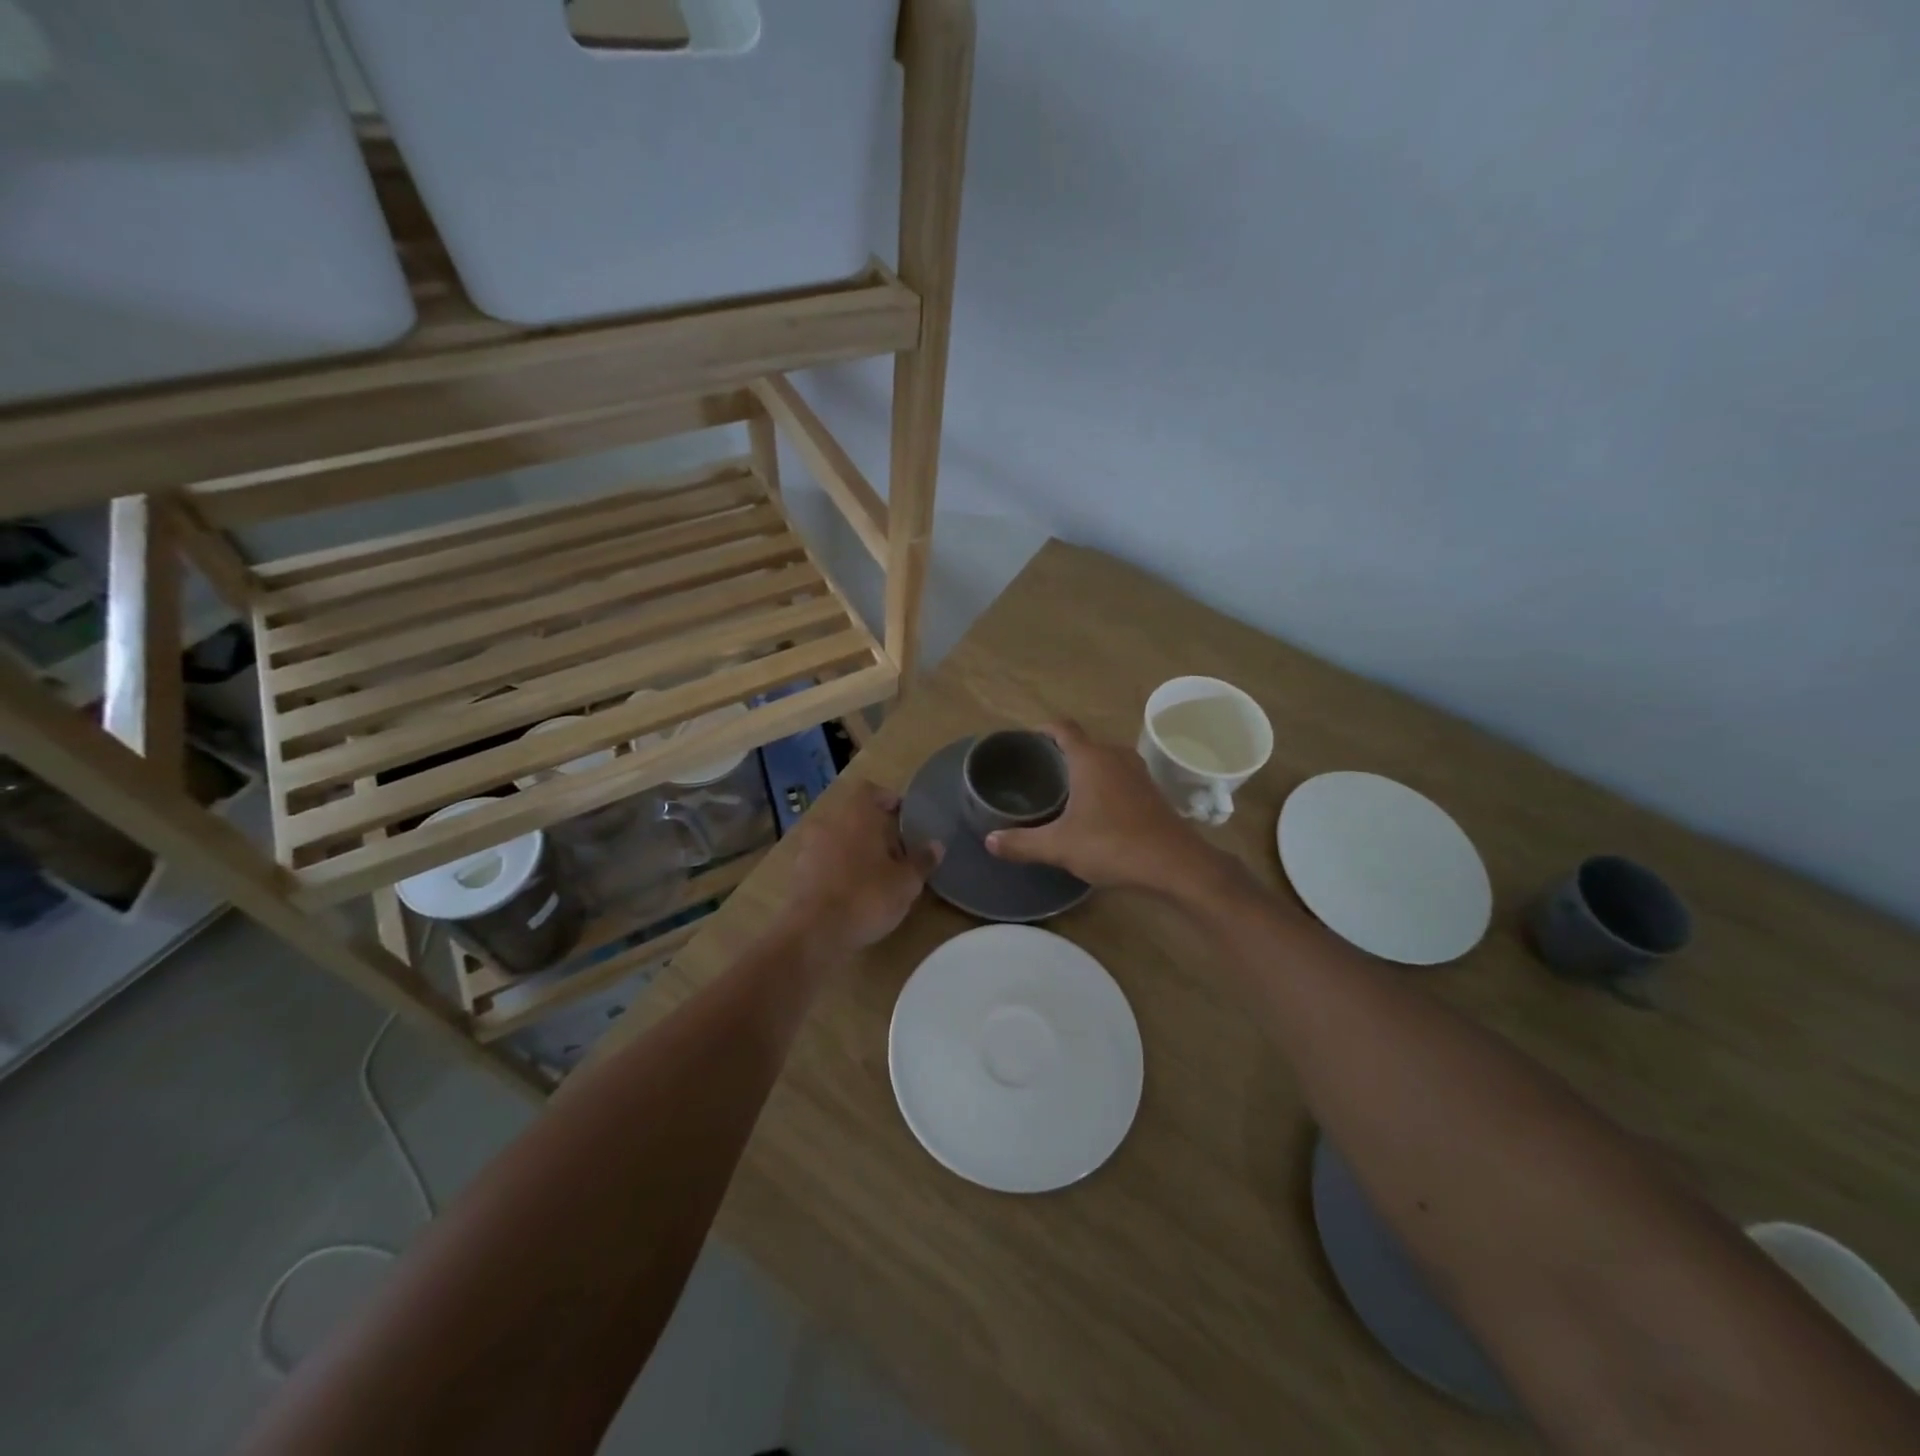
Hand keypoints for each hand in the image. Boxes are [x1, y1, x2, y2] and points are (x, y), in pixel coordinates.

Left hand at [779, 780, 940, 955]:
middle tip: (897, 850)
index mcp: (856, 814)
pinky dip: (839, 869)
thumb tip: (936, 845)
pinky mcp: (798, 873)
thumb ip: (922, 860)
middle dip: (875, 829)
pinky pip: (824, 861)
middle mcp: (830, 823)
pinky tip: (853, 891)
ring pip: (838, 838)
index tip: (905, 817)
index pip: (871, 790)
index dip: (889, 800)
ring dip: (856, 849)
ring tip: (877, 873)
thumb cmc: (867, 896)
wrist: (815, 933)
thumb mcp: (906, 882)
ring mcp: (809, 847)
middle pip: (854, 815)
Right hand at [985, 720, 1235, 897]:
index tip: (1025, 742)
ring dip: (1083, 769)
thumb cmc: (1113, 845)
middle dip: (1059, 753)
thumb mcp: (1060, 846)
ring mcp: (1138, 773)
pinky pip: (1119, 777)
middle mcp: (1115, 756)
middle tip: (1035, 772)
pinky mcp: (1151, 793)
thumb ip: (1022, 843)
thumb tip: (989, 841)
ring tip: (1061, 790)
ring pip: (1103, 760)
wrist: (1176, 865)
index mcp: (1090, 758)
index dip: (1042, 730)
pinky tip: (1093, 810)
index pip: (1062, 728)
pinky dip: (1103, 784)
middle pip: (1082, 743)